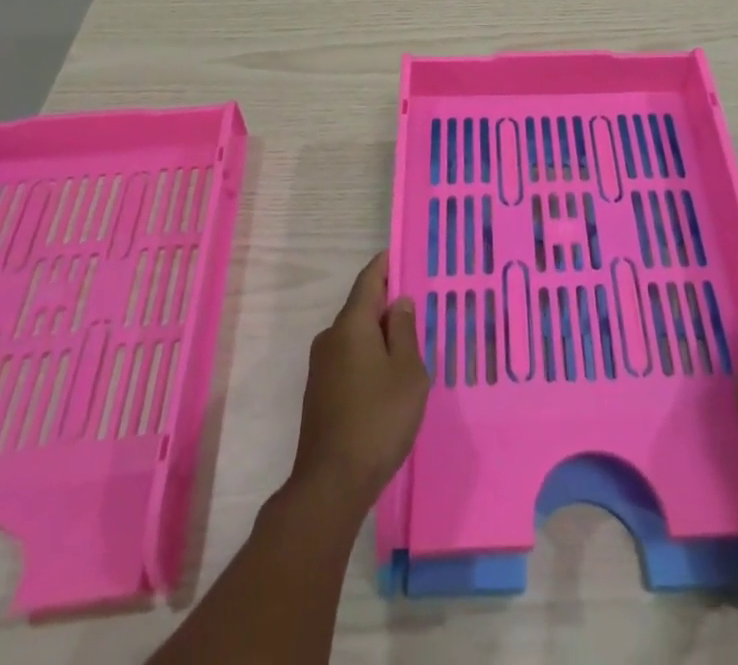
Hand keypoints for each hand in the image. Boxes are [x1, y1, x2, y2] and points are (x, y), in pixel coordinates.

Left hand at [289, 252, 429, 510]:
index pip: (369, 280)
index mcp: (351, 324)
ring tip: (409, 347)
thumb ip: (404, 331)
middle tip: (418, 309)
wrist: (331, 484)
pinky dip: (368, 357)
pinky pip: (349, 359)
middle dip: (387, 305)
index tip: (401, 254)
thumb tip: (399, 302)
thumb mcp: (407, 372)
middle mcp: (330, 337)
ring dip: (379, 336)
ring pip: (355, 336)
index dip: (385, 264)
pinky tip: (387, 379)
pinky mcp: (319, 392)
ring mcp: (321, 366)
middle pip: (361, 308)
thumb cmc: (378, 419)